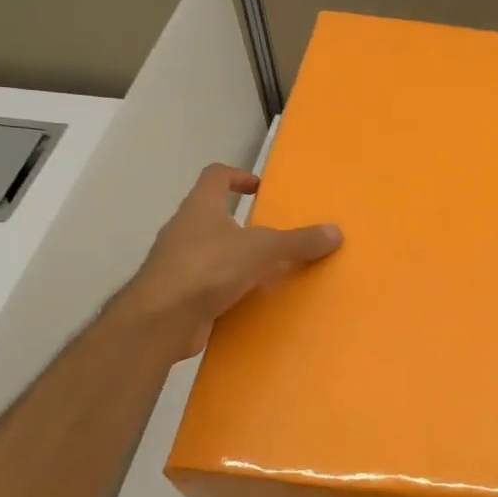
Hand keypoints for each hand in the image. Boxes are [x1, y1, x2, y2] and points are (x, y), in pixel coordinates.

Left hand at [115, 164, 341, 360]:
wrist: (161, 320)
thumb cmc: (208, 268)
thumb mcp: (262, 250)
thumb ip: (298, 241)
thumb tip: (336, 232)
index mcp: (200, 207)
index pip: (215, 176)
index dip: (237, 176)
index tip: (258, 188)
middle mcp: (184, 229)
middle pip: (212, 214)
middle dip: (241, 222)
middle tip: (271, 234)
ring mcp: (177, 262)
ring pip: (210, 250)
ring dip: (235, 257)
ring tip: (266, 269)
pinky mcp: (178, 293)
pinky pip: (208, 282)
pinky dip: (227, 286)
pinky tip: (248, 299)